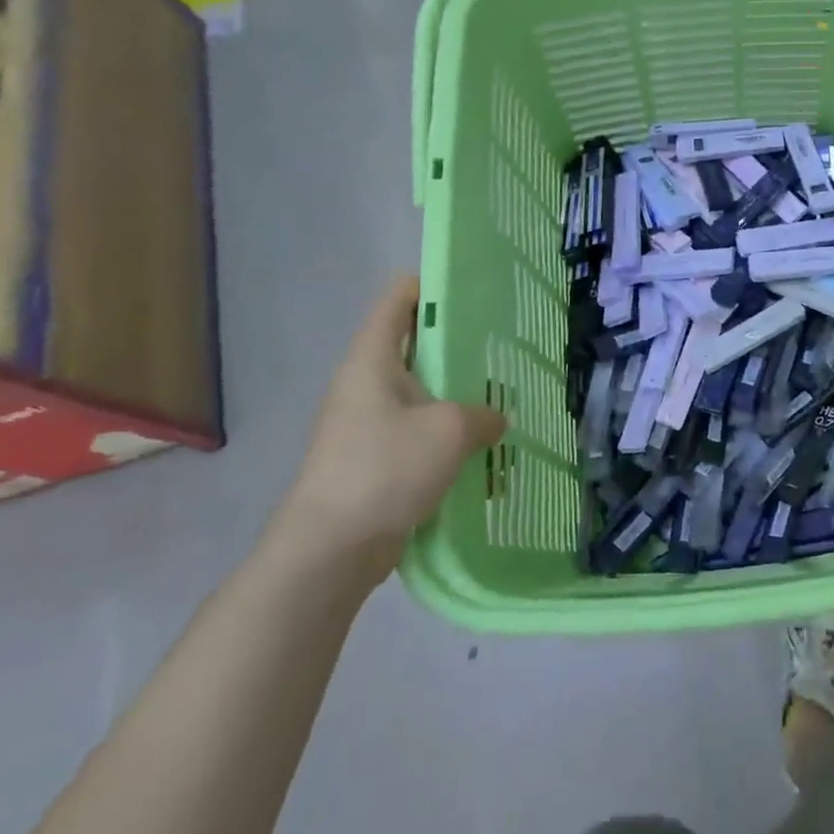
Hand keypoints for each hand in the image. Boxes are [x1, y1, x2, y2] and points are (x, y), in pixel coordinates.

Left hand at [273, 276, 505, 586]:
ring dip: (454, 395)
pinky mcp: (372, 461)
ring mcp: (365, 425)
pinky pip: (416, 433)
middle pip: (411, 346)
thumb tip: (495, 418)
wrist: (331, 548)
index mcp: (372, 361)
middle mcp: (364, 385)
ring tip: (501, 395)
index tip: (472, 289)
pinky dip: (445, 433)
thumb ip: (482, 415)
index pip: (397, 301)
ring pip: (418, 394)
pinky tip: (480, 445)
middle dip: (455, 344)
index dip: (430, 286)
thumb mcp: (448, 430)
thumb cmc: (385, 468)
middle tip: (502, 346)